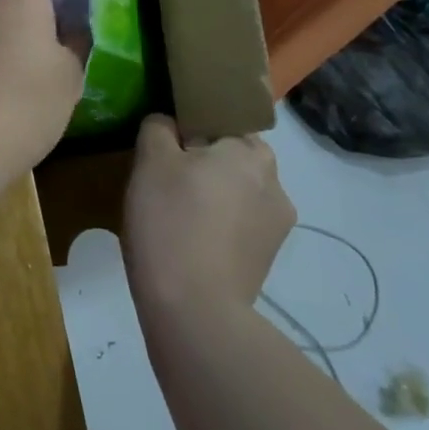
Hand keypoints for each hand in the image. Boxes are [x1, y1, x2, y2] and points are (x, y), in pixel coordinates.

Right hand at [123, 115, 295, 313]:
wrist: (193, 308)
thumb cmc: (170, 220)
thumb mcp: (151, 160)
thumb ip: (159, 128)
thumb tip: (169, 124)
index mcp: (250, 151)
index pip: (221, 120)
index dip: (190, 129)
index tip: (166, 149)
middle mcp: (276, 183)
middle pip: (232, 158)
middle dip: (204, 164)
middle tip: (166, 181)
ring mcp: (277, 226)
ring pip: (237, 193)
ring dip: (213, 196)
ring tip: (176, 216)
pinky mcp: (268, 259)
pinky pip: (239, 225)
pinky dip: (219, 226)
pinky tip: (190, 242)